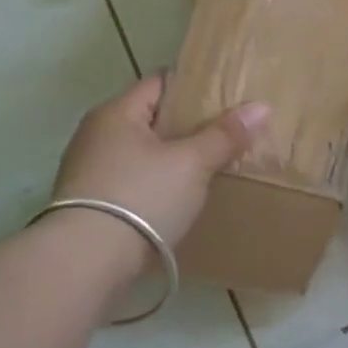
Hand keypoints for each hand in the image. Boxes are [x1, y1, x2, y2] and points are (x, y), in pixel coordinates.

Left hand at [51, 75, 269, 251]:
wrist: (85, 263)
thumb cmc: (141, 197)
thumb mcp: (192, 163)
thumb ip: (224, 135)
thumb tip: (261, 107)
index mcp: (116, 112)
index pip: (161, 83)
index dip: (195, 87)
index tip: (227, 97)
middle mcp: (96, 135)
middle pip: (151, 119)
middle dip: (187, 126)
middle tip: (226, 133)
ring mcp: (88, 171)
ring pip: (142, 153)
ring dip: (171, 158)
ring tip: (209, 166)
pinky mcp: (89, 205)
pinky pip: (132, 182)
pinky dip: (156, 184)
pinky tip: (180, 198)